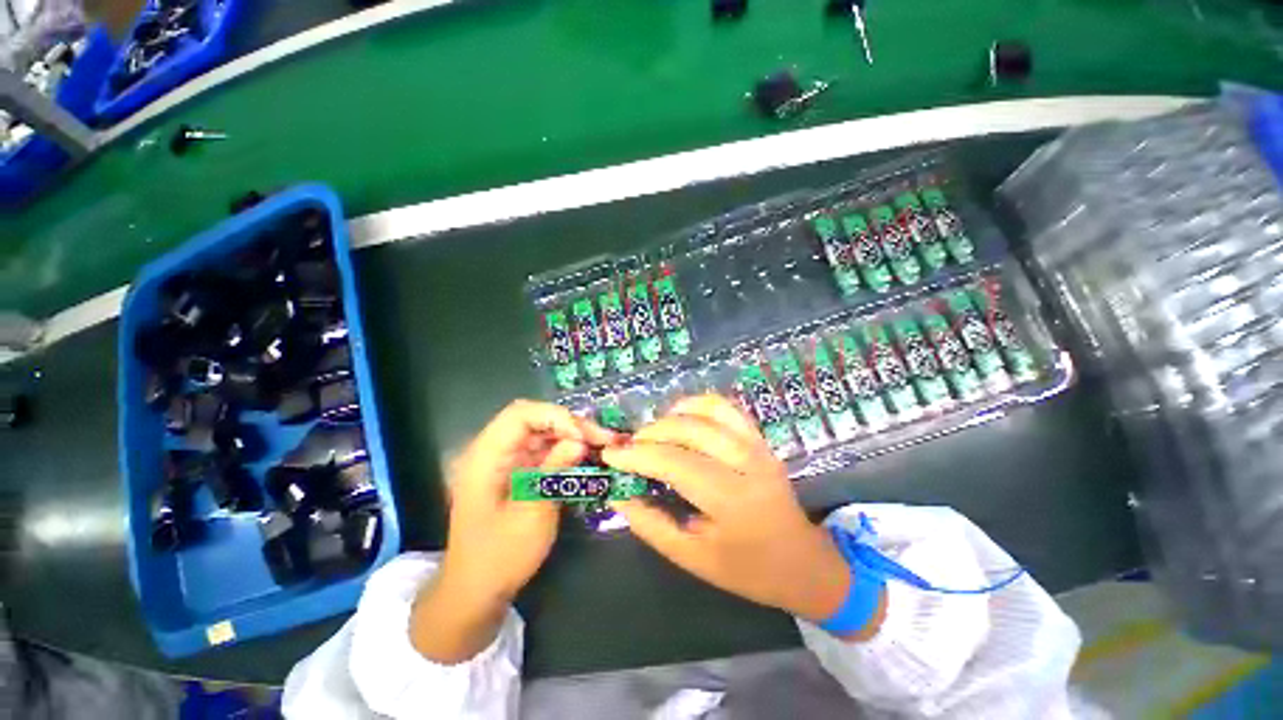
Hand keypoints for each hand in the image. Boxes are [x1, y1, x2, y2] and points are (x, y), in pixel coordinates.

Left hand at [411, 400, 616, 662]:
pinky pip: (542, 450)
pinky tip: (585, 456)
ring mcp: (504, 462)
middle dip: (569, 423)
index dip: (555, 417)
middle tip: (601, 437)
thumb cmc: (500, 557)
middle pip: (533, 419)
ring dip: (570, 435)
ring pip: (541, 432)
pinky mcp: (515, 472)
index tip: (583, 436)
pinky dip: (564, 449)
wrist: (475, 592)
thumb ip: (554, 470)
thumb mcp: (532, 513)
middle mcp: (492, 451)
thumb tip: (579, 440)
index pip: (520, 415)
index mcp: (485, 457)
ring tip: (600, 444)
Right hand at [604, 395, 882, 637]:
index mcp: (730, 499)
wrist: (802, 561)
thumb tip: (619, 492)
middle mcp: (746, 462)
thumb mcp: (692, 557)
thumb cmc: (747, 568)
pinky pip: (727, 408)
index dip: (637, 456)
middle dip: (650, 433)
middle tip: (630, 447)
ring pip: (708, 410)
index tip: (610, 455)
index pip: (673, 462)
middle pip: (689, 429)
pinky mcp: (760, 439)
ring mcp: (757, 445)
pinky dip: (699, 405)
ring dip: (673, 415)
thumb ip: (651, 524)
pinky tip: (682, 417)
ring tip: (654, 432)